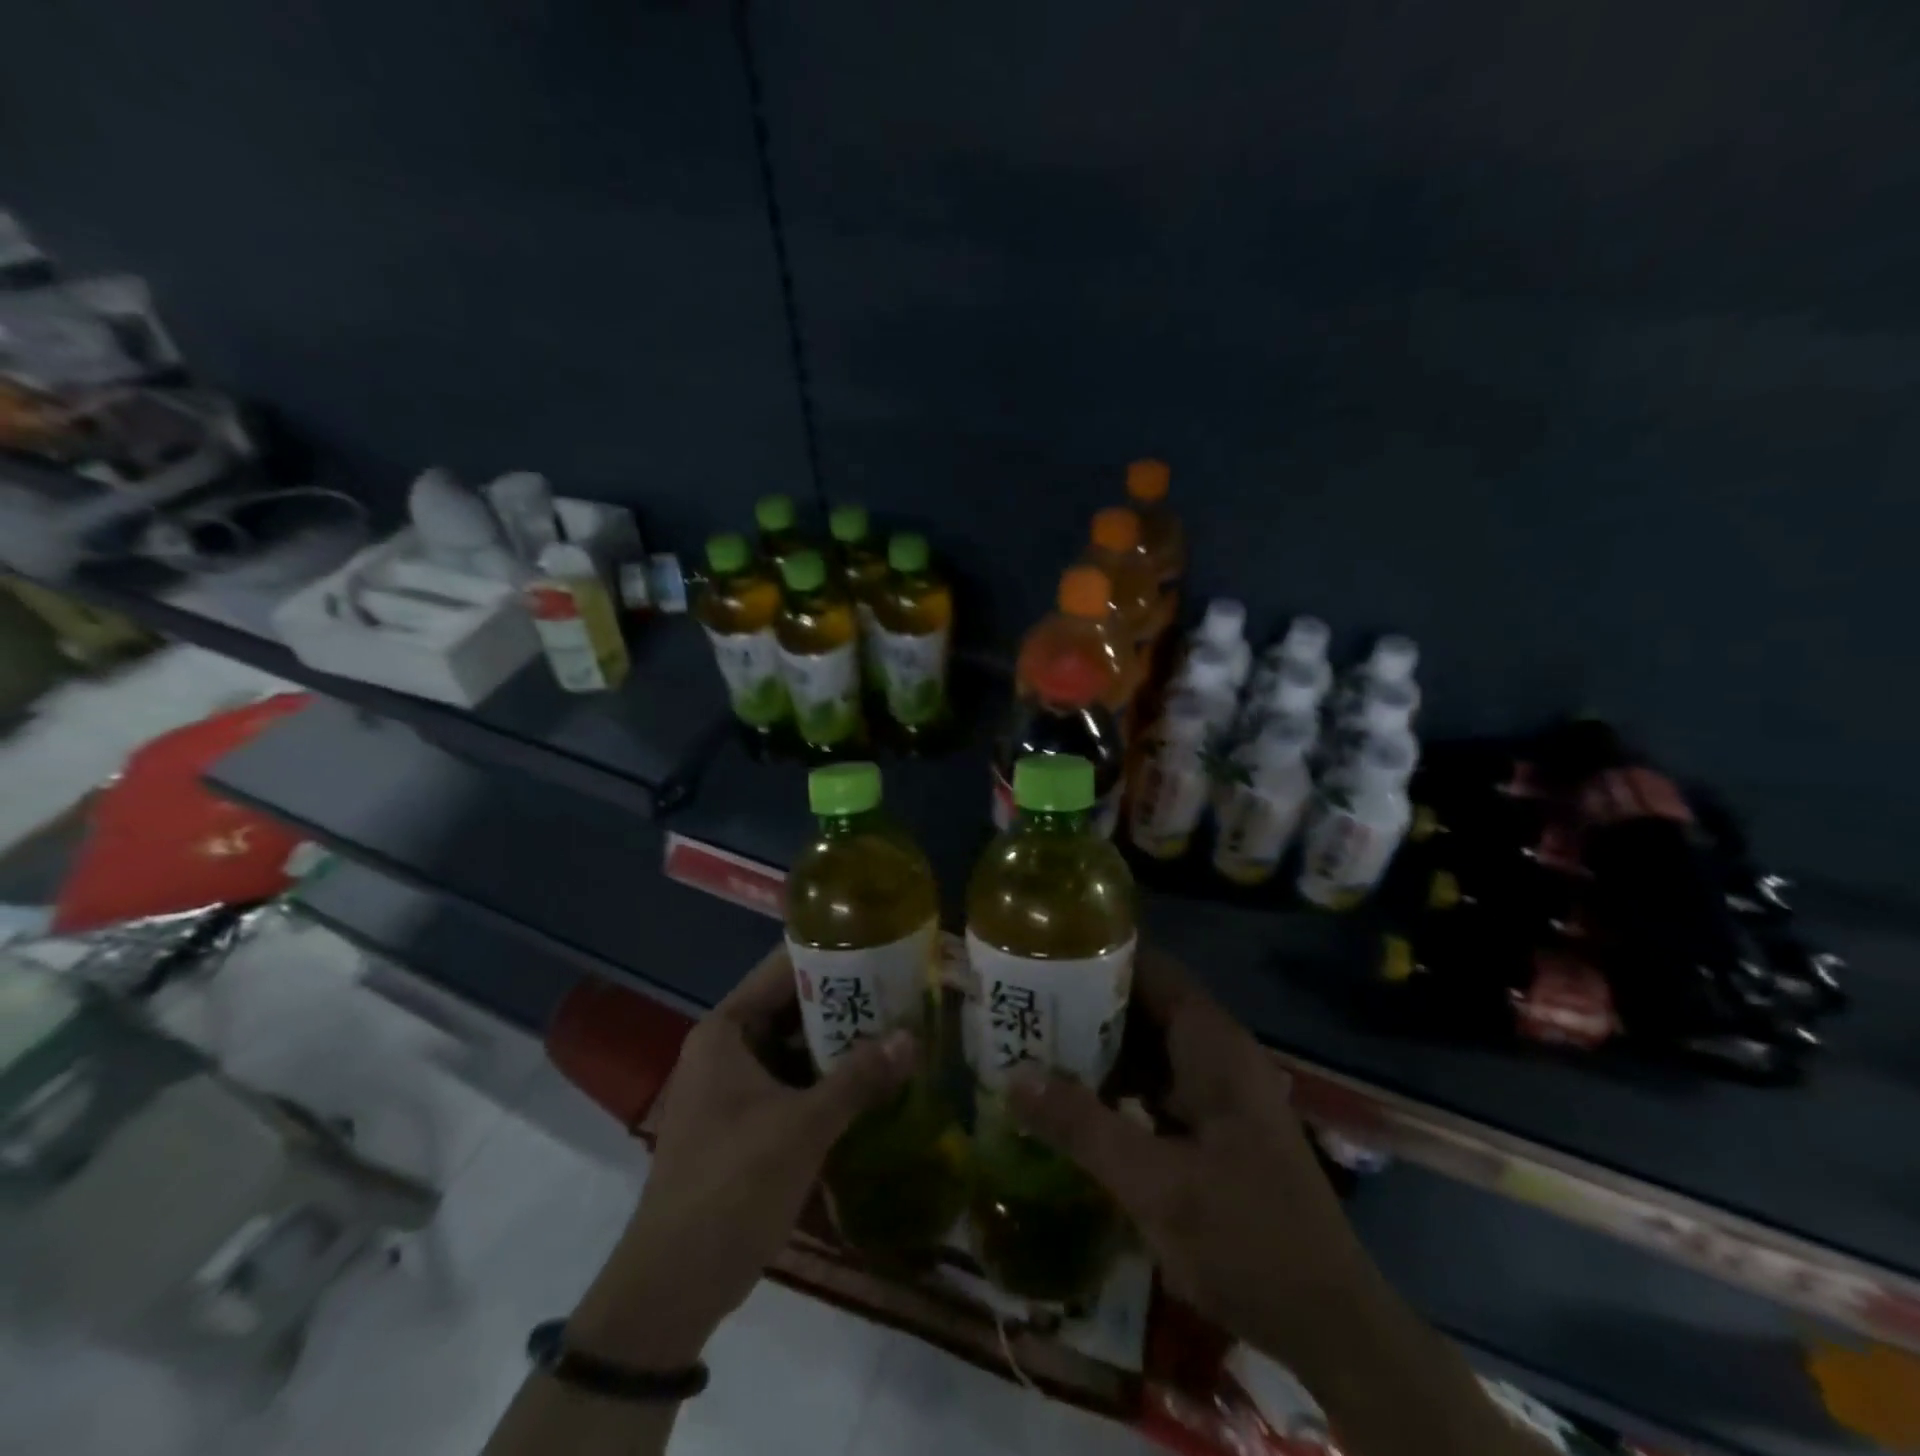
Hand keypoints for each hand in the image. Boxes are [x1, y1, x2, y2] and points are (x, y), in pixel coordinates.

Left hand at [569, 944, 914, 1364]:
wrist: (674, 1285)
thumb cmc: (732, 1185)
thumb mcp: (803, 1127)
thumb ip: (859, 1078)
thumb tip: (913, 1037)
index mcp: (726, 1031)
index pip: (783, 970)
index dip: (831, 955)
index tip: (881, 947)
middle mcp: (728, 1049)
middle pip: (793, 1008)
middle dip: (845, 1003)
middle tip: (903, 991)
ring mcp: (736, 1087)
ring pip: (797, 1049)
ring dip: (841, 1044)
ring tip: (899, 1028)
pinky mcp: (747, 1123)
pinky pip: (794, 1083)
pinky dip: (829, 1080)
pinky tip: (875, 1081)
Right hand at [1010, 946, 1368, 1363]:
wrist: (1331, 1326)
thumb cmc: (1249, 1240)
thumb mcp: (1157, 1185)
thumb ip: (1083, 1127)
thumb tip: (1013, 1076)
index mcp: (1212, 1044)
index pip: (1149, 968)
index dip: (1095, 956)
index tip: (1040, 957)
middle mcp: (1214, 1054)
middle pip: (1141, 1006)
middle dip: (1082, 1006)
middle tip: (1022, 1007)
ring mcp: (1214, 1091)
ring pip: (1144, 1048)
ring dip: (1094, 1049)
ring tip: (1030, 1045)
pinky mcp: (1209, 1127)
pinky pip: (1152, 1086)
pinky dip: (1113, 1086)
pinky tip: (1069, 1102)